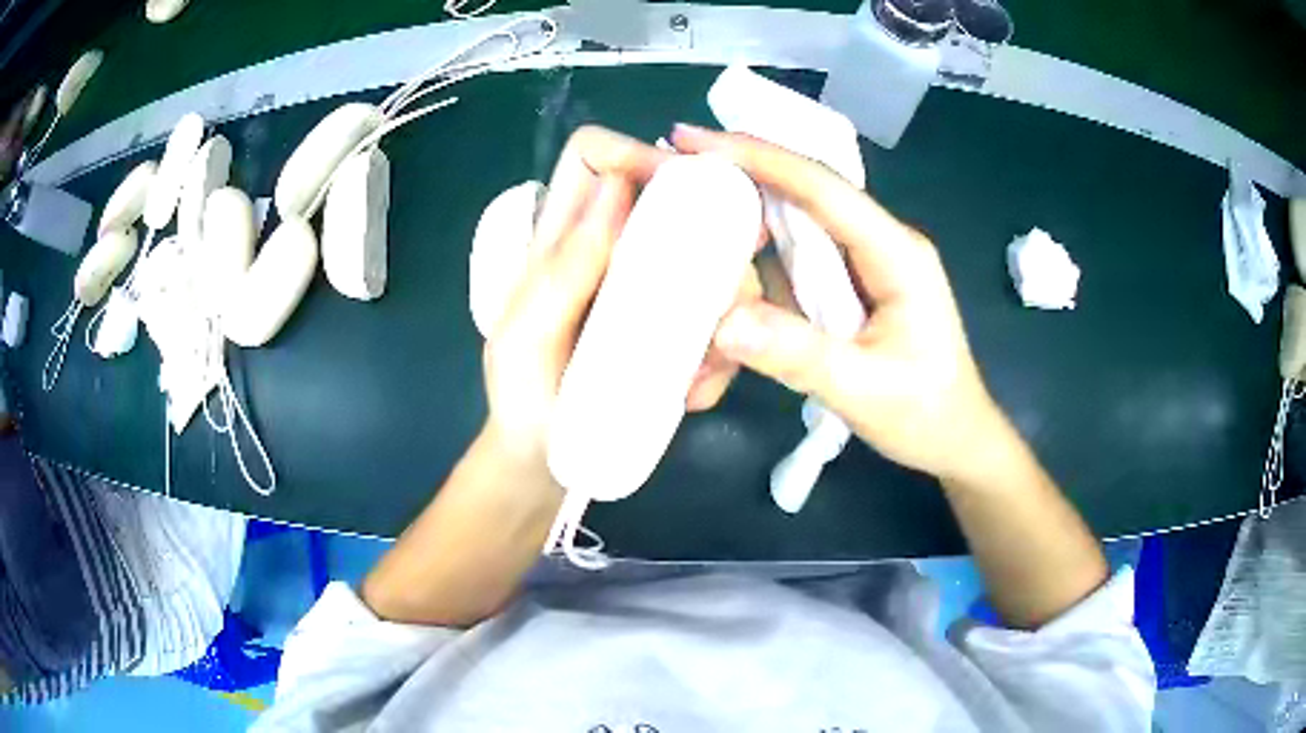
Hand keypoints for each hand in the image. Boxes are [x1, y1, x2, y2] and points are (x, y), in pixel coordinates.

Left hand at [483, 126, 754, 467]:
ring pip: (711, 259)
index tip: (679, 194)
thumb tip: (616, 188)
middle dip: (714, 230)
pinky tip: (694, 394)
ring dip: (724, 308)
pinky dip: (720, 355)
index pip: (594, 155)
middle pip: (672, 197)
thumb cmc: (521, 397)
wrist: (545, 462)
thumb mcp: (526, 337)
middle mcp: (612, 249)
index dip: (636, 155)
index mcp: (563, 237)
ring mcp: (648, 290)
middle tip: (732, 280)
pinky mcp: (675, 330)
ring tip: (701, 368)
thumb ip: (562, 269)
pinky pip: (718, 320)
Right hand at [673, 124, 1007, 483]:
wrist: (956, 437)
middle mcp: (881, 241)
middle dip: (742, 179)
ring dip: (746, 222)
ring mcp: (867, 260)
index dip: (756, 155)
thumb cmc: (924, 414)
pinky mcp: (854, 282)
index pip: (820, 186)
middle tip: (676, 179)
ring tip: (689, 230)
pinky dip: (761, 260)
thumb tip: (723, 321)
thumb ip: (798, 354)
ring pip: (798, 223)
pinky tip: (730, 275)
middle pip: (804, 192)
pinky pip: (801, 257)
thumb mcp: (863, 390)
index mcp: (895, 252)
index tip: (693, 138)